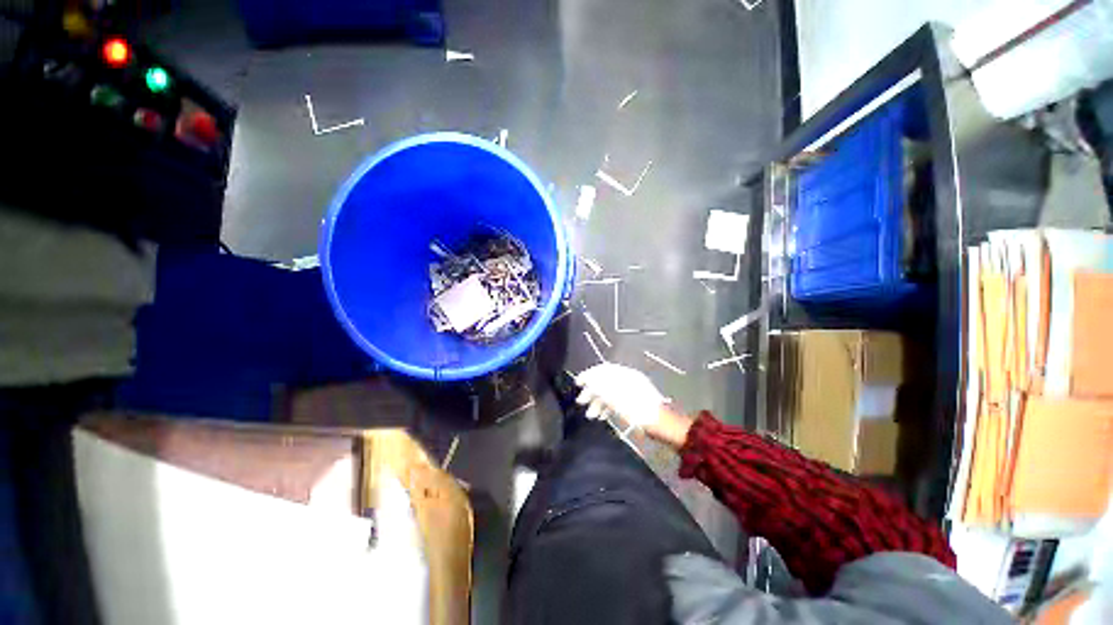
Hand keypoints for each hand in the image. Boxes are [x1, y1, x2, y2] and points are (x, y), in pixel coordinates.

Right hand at [576, 363, 665, 426]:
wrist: (663, 425)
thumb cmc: (639, 412)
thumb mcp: (618, 400)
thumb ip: (602, 388)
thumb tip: (589, 381)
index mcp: (625, 375)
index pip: (603, 370)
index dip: (588, 376)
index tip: (577, 384)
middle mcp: (628, 379)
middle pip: (605, 381)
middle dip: (591, 391)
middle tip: (581, 402)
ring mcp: (632, 390)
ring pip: (610, 392)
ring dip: (598, 401)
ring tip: (591, 415)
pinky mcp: (634, 402)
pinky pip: (616, 400)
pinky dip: (607, 406)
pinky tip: (602, 416)